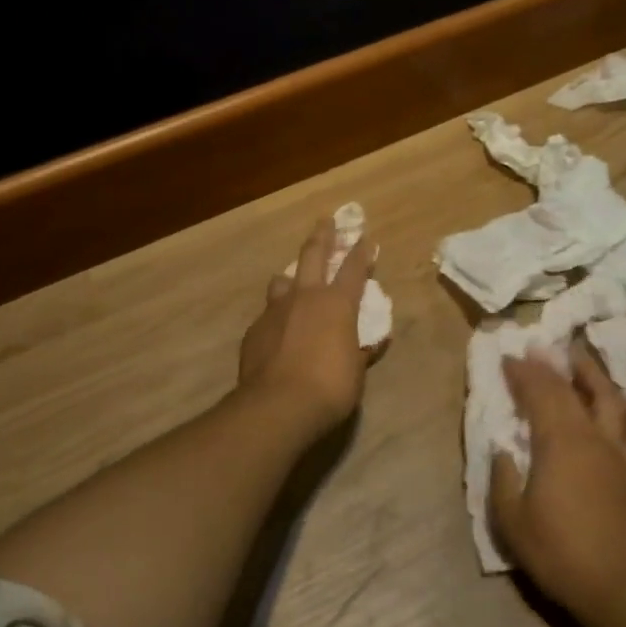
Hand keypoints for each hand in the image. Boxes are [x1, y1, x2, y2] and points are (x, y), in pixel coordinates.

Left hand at [238, 217, 379, 437]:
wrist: (278, 405)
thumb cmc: (330, 387)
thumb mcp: (355, 371)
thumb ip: (360, 352)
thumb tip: (371, 344)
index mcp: (337, 304)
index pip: (354, 269)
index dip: (362, 253)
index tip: (365, 238)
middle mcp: (305, 297)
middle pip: (312, 256)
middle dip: (322, 237)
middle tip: (325, 221)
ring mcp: (275, 311)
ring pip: (282, 281)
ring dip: (291, 277)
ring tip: (293, 279)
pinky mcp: (255, 330)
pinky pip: (268, 315)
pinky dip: (277, 317)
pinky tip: (278, 330)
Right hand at [491, 343, 625, 622]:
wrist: (617, 588)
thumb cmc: (558, 552)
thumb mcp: (511, 519)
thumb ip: (503, 478)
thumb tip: (502, 449)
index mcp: (559, 443)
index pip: (539, 394)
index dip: (523, 373)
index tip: (508, 357)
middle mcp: (591, 437)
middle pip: (571, 390)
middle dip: (550, 367)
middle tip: (536, 348)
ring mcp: (617, 453)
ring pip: (609, 400)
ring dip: (592, 375)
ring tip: (580, 359)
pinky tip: (620, 404)